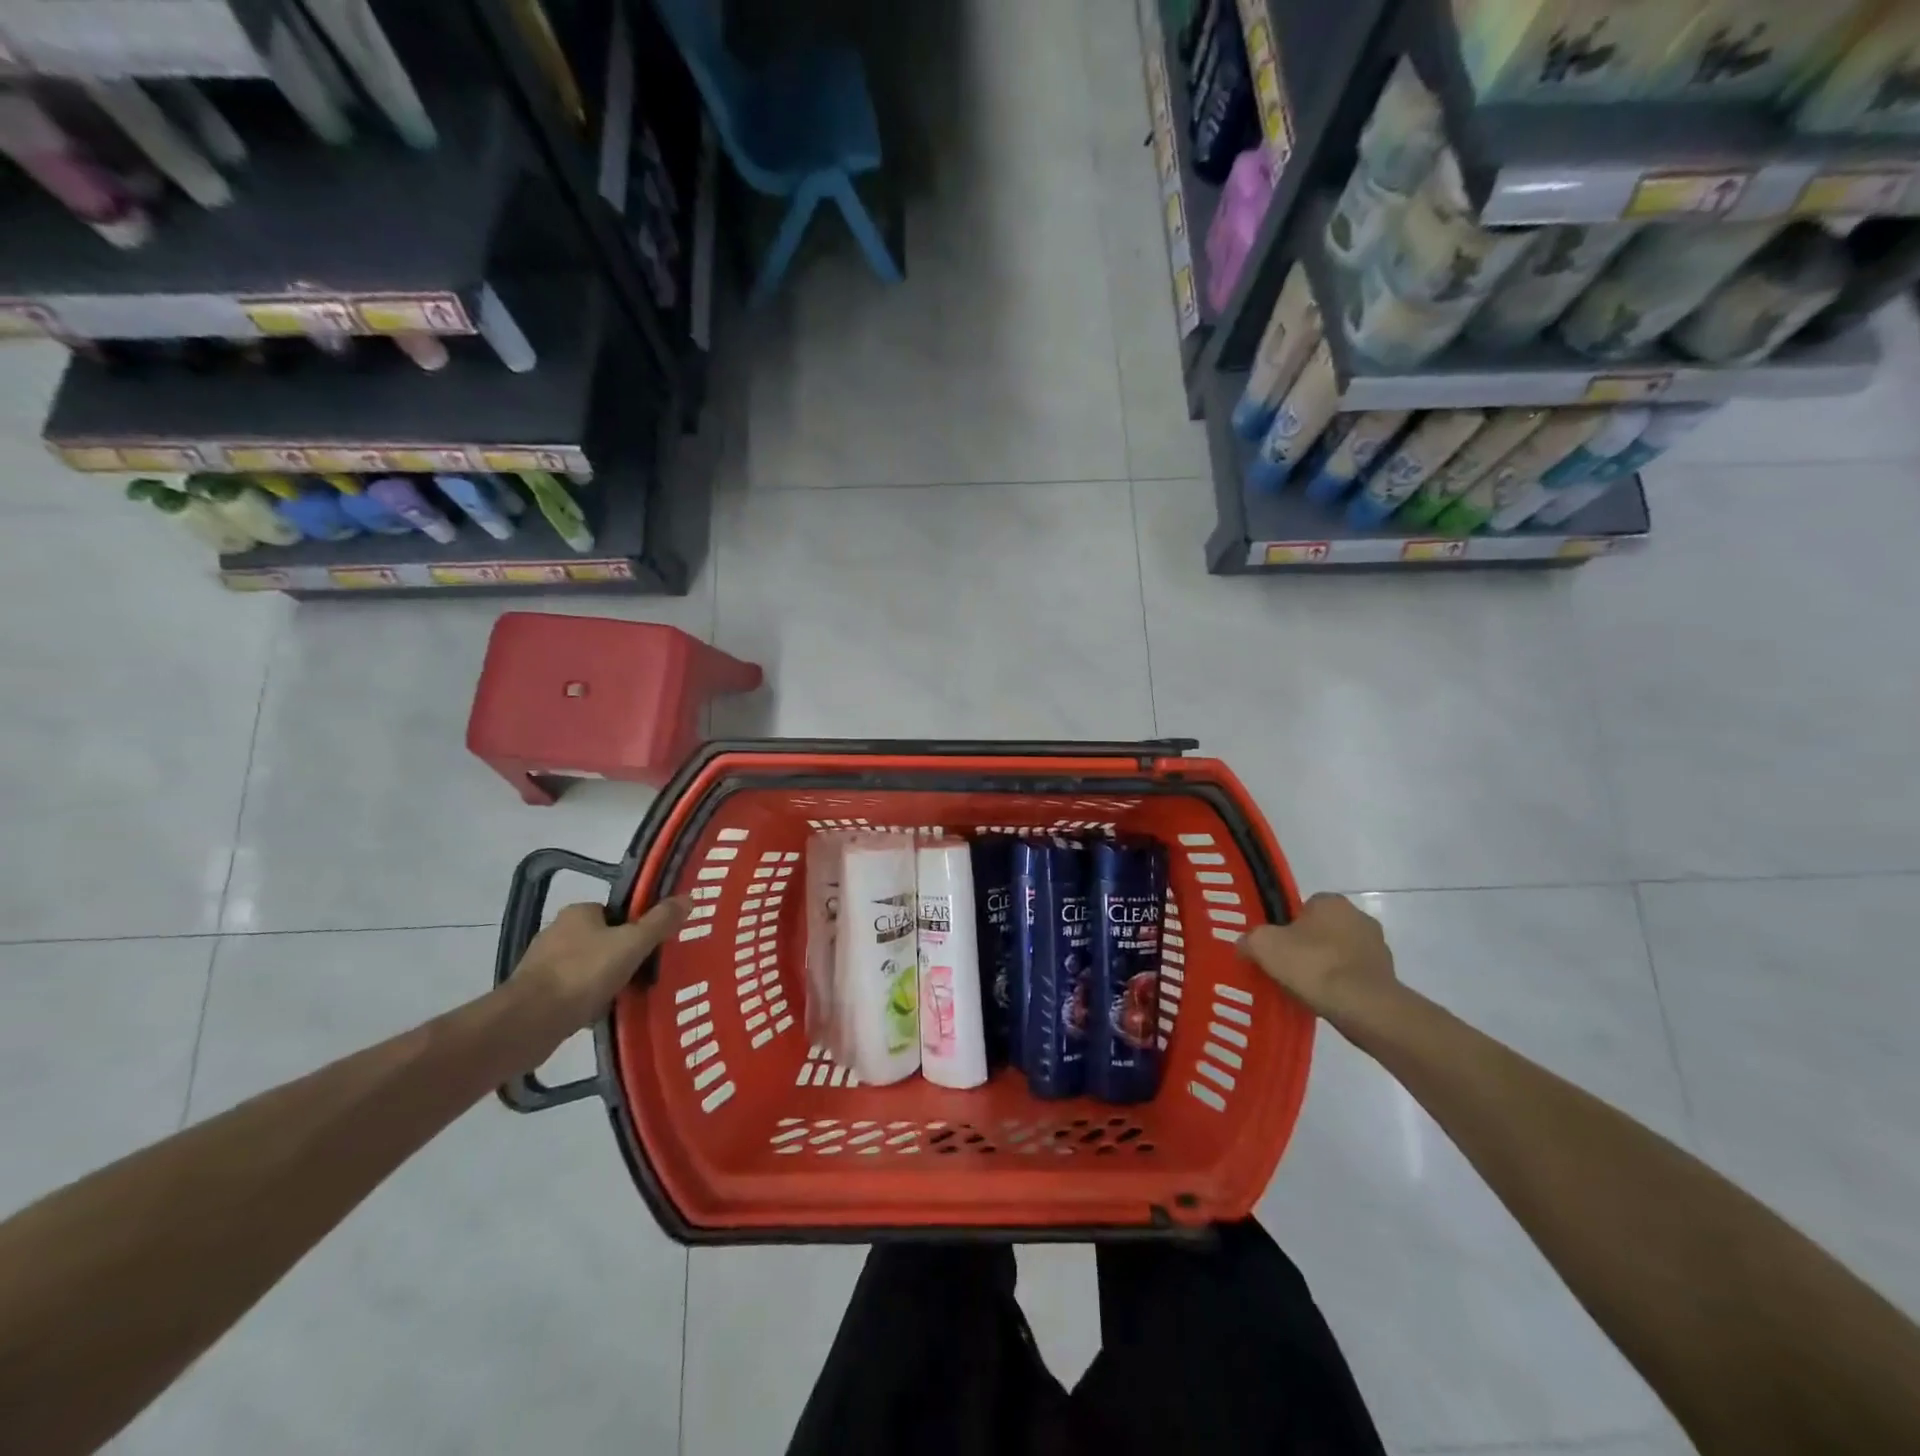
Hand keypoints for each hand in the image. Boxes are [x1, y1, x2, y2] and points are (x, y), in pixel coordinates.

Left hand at [510, 897, 689, 1040]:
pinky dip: (585, 1000)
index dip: (635, 928)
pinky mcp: (532, 993)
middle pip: (601, 940)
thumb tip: (688, 897)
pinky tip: (598, 1014)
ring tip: (624, 998)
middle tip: (643, 975)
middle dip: (620, 957)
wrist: (528, 1021)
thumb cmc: (583, 973)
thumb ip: (660, 922)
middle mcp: (556, 931)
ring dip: (603, 980)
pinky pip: (570, 991)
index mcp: (579, 912)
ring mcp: (541, 963)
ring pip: (586, 967)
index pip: (615, 913)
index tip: (650, 949)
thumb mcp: (632, 944)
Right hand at [1238, 893, 1395, 1025]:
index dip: (1287, 926)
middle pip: (1323, 930)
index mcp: (1331, 901)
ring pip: (1340, 953)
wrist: (1363, 1007)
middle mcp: (1359, 916)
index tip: (1278, 948)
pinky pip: (1355, 976)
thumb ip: (1250, 939)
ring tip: (1307, 989)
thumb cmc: (1313, 965)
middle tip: (1288, 968)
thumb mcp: (1264, 946)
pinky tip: (1328, 1000)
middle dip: (1308, 946)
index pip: (1304, 907)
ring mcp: (1378, 947)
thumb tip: (1244, 944)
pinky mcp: (1388, 976)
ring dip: (1327, 966)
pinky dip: (1342, 985)